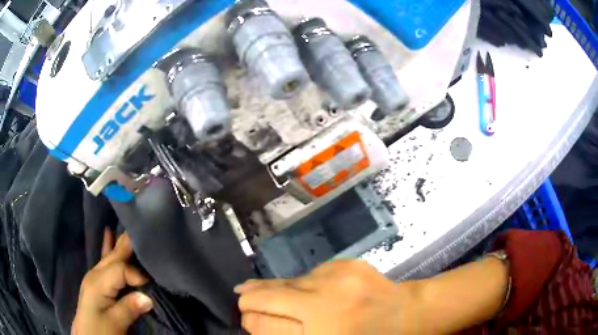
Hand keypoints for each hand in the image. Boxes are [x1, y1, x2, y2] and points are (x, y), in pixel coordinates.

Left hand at [72, 231, 152, 334]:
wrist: (87, 334)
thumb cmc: (100, 330)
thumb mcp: (114, 323)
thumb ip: (128, 308)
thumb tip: (148, 296)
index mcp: (98, 282)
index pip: (120, 268)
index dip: (137, 274)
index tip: (152, 286)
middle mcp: (95, 274)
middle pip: (114, 256)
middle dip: (128, 245)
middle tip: (143, 230)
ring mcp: (95, 276)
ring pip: (110, 255)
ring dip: (121, 244)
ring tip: (130, 229)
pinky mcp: (97, 281)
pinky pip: (105, 260)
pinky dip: (108, 247)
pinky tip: (108, 233)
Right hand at [235, 260, 423, 334]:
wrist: (409, 315)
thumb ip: (287, 334)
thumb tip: (257, 323)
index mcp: (317, 324)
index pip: (264, 314)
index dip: (249, 313)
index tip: (243, 312)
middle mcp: (322, 297)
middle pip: (271, 292)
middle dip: (253, 295)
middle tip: (242, 294)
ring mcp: (336, 275)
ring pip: (291, 280)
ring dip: (280, 289)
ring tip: (268, 291)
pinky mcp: (347, 263)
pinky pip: (314, 274)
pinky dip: (307, 284)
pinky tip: (310, 291)